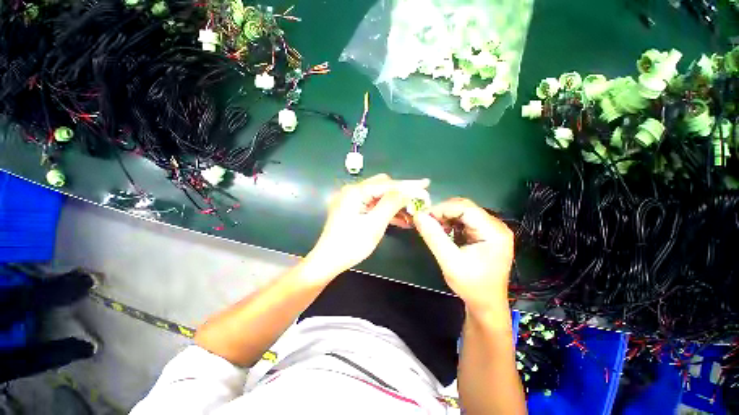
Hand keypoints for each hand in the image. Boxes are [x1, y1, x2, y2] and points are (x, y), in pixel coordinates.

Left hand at [307, 174, 429, 277]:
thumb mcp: (374, 225)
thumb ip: (391, 204)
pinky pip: (374, 206)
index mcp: (356, 192)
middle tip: (418, 202)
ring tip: (413, 212)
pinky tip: (401, 218)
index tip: (426, 184)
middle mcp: (353, 191)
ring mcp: (352, 200)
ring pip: (380, 197)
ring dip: (395, 203)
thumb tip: (409, 191)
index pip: (387, 184)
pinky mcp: (353, 209)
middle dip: (402, 193)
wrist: (328, 261)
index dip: (408, 185)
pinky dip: (386, 210)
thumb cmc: (350, 245)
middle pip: (383, 187)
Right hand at [413, 198, 513, 312]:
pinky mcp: (485, 233)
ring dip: (445, 217)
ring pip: (463, 212)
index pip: (465, 208)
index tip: (423, 217)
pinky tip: (443, 232)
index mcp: (494, 232)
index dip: (442, 208)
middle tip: (426, 222)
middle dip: (443, 212)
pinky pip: (464, 220)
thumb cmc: (471, 286)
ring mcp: (491, 229)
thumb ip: (433, 237)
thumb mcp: (449, 262)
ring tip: (433, 229)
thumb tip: (418, 216)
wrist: (486, 304)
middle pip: (465, 207)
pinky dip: (450, 223)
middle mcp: (496, 226)